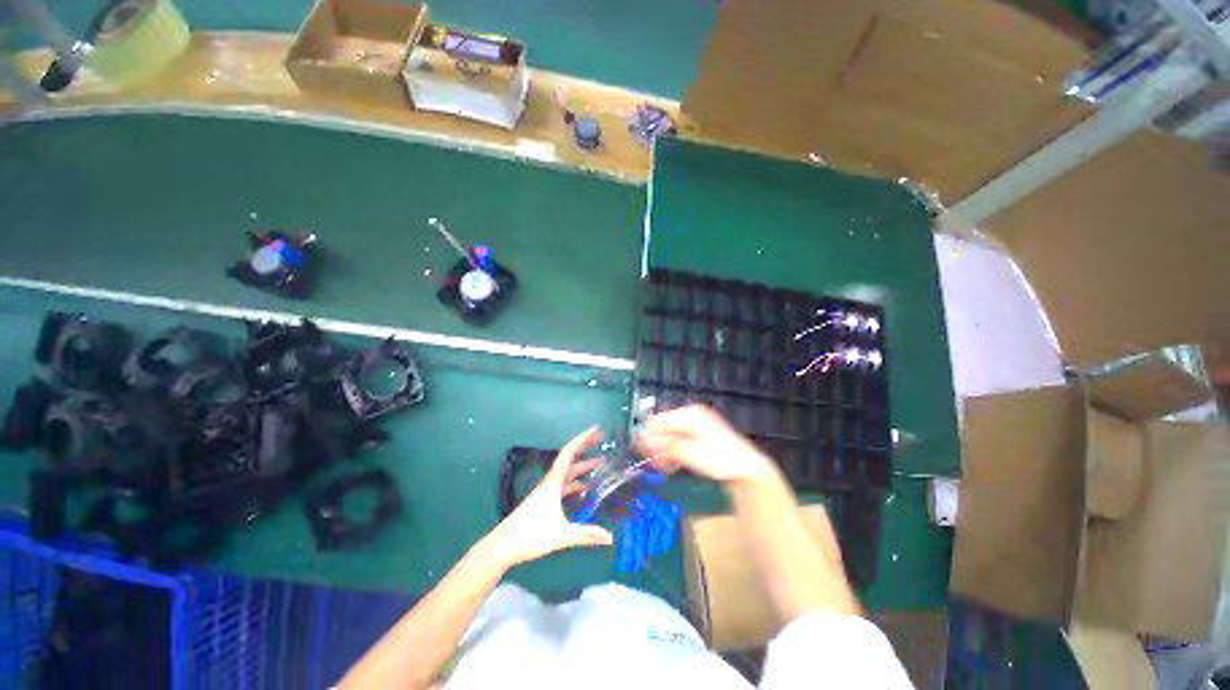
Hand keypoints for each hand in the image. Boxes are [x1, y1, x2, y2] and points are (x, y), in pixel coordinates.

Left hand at [481, 427, 613, 567]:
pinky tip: (583, 489)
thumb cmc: (530, 535)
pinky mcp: (543, 502)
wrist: (501, 547)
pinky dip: (575, 483)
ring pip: (567, 473)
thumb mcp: (561, 535)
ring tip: (599, 463)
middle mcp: (550, 482)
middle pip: (569, 459)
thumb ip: (586, 535)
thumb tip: (611, 538)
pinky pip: (563, 486)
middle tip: (601, 439)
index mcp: (553, 482)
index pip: (569, 453)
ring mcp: (546, 492)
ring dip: (582, 466)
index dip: (583, 439)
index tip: (596, 429)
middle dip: (585, 448)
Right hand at [636, 405, 775, 486]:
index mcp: (689, 414)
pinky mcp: (692, 437)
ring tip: (668, 468)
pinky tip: (673, 466)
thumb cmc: (722, 459)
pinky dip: (670, 455)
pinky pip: (673, 443)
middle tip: (659, 465)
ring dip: (662, 453)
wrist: (745, 469)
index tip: (648, 457)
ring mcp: (691, 426)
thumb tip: (644, 440)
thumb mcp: (691, 453)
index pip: (656, 421)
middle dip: (656, 447)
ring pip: (665, 438)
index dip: (648, 439)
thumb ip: (667, 446)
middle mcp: (688, 415)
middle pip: (659, 429)